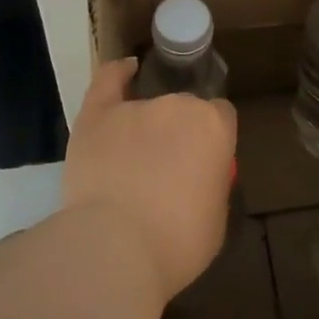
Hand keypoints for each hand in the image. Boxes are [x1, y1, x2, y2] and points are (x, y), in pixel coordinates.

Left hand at [61, 59, 237, 303]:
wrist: (116, 248)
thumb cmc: (177, 243)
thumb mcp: (216, 219)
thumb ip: (211, 184)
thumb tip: (199, 178)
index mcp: (214, 127)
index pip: (221, 117)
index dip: (212, 140)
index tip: (204, 164)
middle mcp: (177, 106)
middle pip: (184, 110)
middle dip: (179, 135)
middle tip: (167, 172)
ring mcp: (135, 107)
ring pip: (147, 107)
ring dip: (147, 128)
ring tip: (133, 163)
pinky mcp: (97, 114)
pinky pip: (108, 80)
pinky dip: (118, 73)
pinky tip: (126, 70)